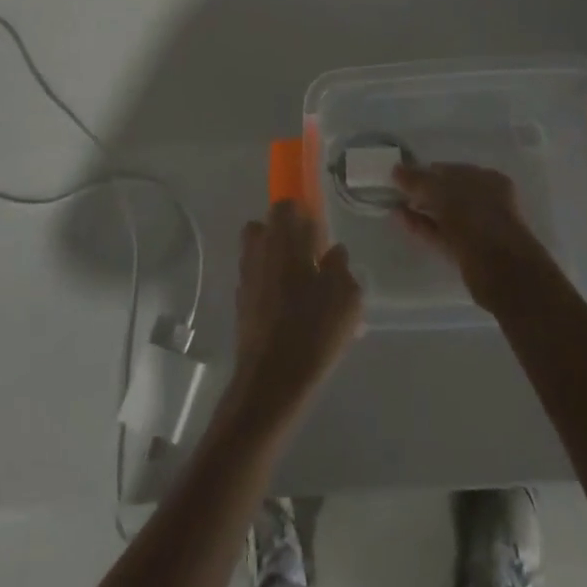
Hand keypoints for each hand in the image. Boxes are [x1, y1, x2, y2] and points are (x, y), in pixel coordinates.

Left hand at [229, 202, 362, 428]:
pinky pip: (257, 282)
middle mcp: (258, 251)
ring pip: (260, 255)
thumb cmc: (313, 329)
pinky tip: (292, 314)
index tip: (319, 233)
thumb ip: (341, 266)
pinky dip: (271, 289)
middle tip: (311, 258)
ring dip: (277, 262)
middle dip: (285, 236)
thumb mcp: (346, 296)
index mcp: (282, 240)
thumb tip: (333, 253)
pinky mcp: (240, 305)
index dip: (301, 213)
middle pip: (266, 228)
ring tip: (305, 290)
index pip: (284, 205)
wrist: (272, 380)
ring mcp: (245, 278)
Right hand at [393, 162, 559, 315]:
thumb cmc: (474, 218)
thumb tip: (396, 169)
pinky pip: (440, 232)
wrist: (502, 272)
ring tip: (393, 204)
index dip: (424, 170)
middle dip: (422, 191)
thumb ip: (417, 179)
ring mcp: (477, 227)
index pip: (449, 169)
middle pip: (447, 191)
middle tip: (395, 191)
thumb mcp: (441, 191)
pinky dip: (421, 225)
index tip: (400, 175)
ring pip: (443, 213)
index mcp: (486, 178)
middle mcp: (484, 200)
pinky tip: (400, 219)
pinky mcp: (467, 250)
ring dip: (420, 208)